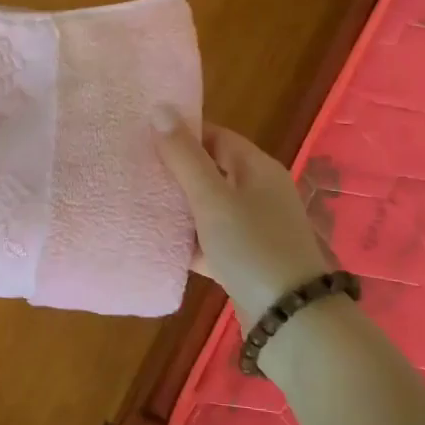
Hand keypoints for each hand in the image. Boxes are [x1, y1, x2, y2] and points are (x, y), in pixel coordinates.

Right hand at [153, 110, 333, 318]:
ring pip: (209, 207)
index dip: (182, 132)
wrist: (290, 316)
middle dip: (176, 170)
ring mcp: (254, 228)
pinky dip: (189, 240)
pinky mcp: (245, 259)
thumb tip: (160, 108)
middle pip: (211, 171)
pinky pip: (211, 240)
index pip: (215, 136)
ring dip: (179, 206)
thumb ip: (184, 156)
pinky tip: (159, 243)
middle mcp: (259, 192)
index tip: (143, 135)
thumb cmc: (252, 246)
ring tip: (138, 201)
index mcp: (257, 168)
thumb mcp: (212, 198)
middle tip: (134, 168)